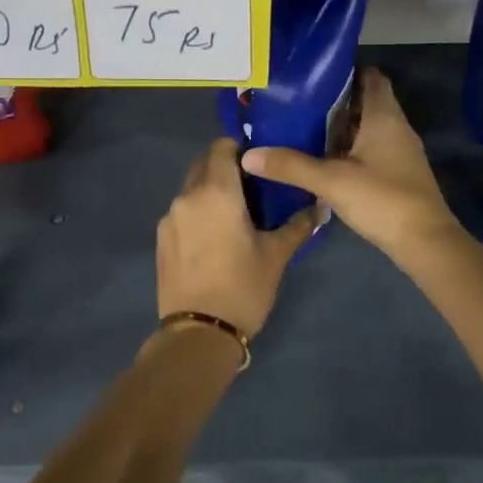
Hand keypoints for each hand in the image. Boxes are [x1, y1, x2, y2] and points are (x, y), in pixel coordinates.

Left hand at [156, 139, 315, 339]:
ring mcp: (169, 218)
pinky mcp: (161, 240)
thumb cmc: (243, 287)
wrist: (198, 335)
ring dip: (210, 191)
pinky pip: (181, 213)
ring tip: (234, 215)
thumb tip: (322, 207)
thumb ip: (298, 225)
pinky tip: (214, 238)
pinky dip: (197, 213)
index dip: (240, 149)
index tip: (259, 164)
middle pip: (203, 164)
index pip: (222, 147)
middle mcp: (187, 196)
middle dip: (225, 168)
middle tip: (252, 188)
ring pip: (191, 189)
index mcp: (216, 192)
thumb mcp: (276, 255)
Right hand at [241, 68, 461, 258]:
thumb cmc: (382, 199)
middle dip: (336, 100)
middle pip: (366, 101)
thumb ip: (290, 166)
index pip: (371, 76)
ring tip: (304, 127)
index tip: (314, 73)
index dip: (346, 70)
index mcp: (384, 116)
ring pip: (368, 126)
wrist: (425, 241)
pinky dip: (350, 147)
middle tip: (299, 101)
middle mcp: (396, 126)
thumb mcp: (331, 181)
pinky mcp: (398, 172)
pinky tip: (325, 159)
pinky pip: (371, 148)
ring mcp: (400, 151)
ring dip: (342, 126)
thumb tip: (248, 155)